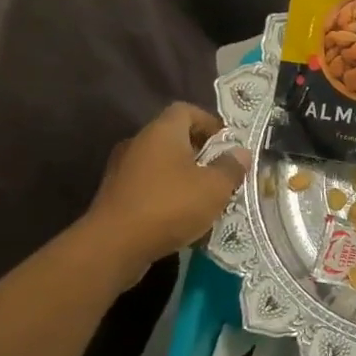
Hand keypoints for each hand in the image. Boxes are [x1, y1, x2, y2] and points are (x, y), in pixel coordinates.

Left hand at [84, 103, 250, 283]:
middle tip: (222, 173)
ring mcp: (122, 169)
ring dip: (183, 176)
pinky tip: (181, 216)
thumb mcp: (214, 188)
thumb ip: (230, 167)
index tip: (228, 144)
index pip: (186, 110)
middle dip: (200, 152)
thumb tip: (240, 152)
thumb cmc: (170, 206)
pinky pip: (149, 186)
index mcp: (162, 132)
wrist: (114, 245)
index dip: (210, 122)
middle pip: (173, 137)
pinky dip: (167, 194)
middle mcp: (138, 143)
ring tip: (205, 198)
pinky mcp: (116, 195)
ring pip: (161, 164)